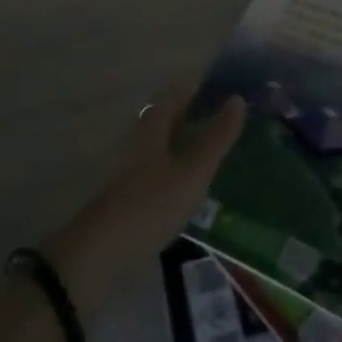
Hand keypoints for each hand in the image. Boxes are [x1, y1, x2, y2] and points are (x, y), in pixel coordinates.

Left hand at [45, 88, 244, 318]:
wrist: (103, 252)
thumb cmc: (151, 203)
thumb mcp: (193, 171)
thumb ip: (217, 137)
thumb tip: (238, 99)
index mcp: (153, 121)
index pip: (182, 91)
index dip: (206, 88)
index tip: (235, 92)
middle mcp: (141, 134)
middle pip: (173, 114)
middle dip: (201, 114)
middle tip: (235, 123)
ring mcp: (134, 162)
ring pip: (168, 140)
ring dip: (192, 140)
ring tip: (224, 151)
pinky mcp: (133, 189)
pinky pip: (164, 164)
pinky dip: (183, 164)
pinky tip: (200, 182)